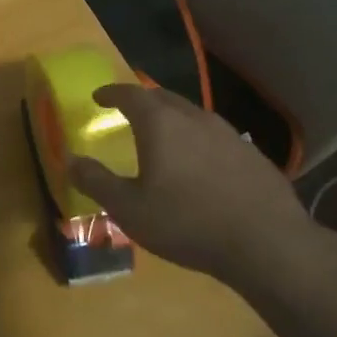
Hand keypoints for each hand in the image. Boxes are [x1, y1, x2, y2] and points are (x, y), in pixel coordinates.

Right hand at [69, 83, 316, 293]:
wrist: (268, 245)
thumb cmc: (188, 222)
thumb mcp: (129, 209)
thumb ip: (96, 181)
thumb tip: (69, 160)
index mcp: (160, 123)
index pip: (129, 93)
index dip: (111, 92)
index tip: (98, 97)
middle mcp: (193, 117)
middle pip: (162, 97)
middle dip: (142, 101)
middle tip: (129, 112)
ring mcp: (227, 133)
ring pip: (192, 115)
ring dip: (173, 120)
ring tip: (164, 138)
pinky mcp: (252, 155)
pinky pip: (216, 137)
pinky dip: (199, 141)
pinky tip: (202, 166)